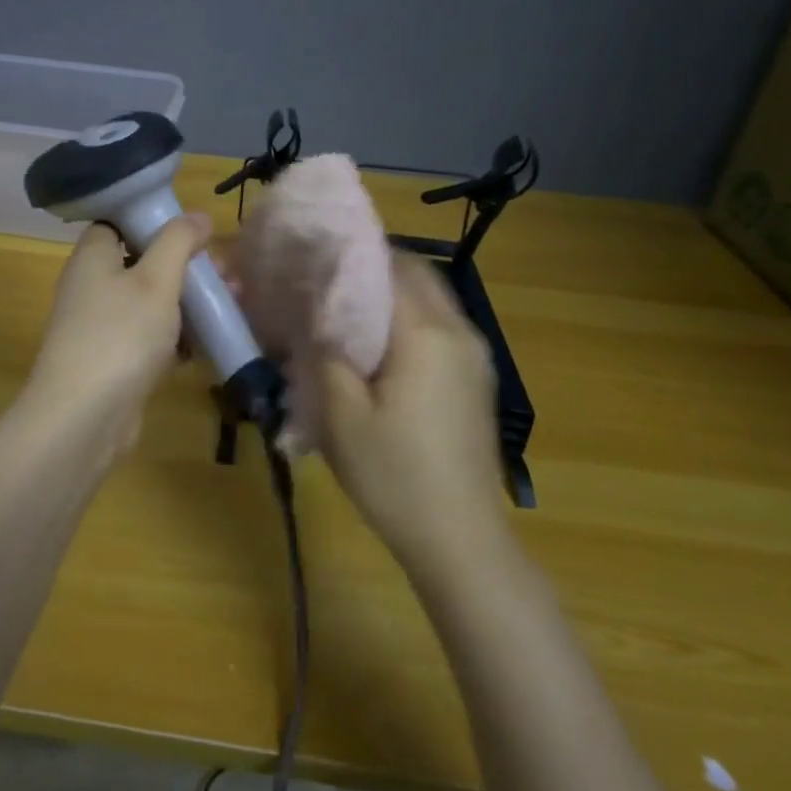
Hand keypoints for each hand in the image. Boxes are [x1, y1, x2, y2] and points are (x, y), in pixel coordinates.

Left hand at [24, 214, 212, 456]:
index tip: (192, 229)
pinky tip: (208, 342)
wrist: (85, 417)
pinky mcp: (115, 361)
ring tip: (232, 302)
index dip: (153, 221)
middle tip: (225, 274)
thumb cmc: (120, 334)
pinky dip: (177, 337)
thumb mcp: (156, 279)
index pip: (117, 223)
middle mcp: (92, 287)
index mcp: (93, 258)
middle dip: (185, 266)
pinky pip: (150, 338)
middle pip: (142, 263)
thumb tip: (198, 215)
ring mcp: (102, 327)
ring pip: (151, 303)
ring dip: (188, 302)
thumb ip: (178, 242)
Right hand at [317, 254, 511, 578]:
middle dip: (373, 266)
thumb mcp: (340, 416)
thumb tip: (313, 311)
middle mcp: (458, 332)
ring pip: (432, 298)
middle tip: (326, 274)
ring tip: (346, 305)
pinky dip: (410, 317)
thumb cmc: (393, 475)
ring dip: (393, 291)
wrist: (460, 538)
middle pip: (417, 274)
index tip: (314, 251)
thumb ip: (325, 352)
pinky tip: (379, 343)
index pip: (389, 267)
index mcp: (425, 334)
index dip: (351, 253)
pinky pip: (441, 327)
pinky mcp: (477, 380)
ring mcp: (475, 356)